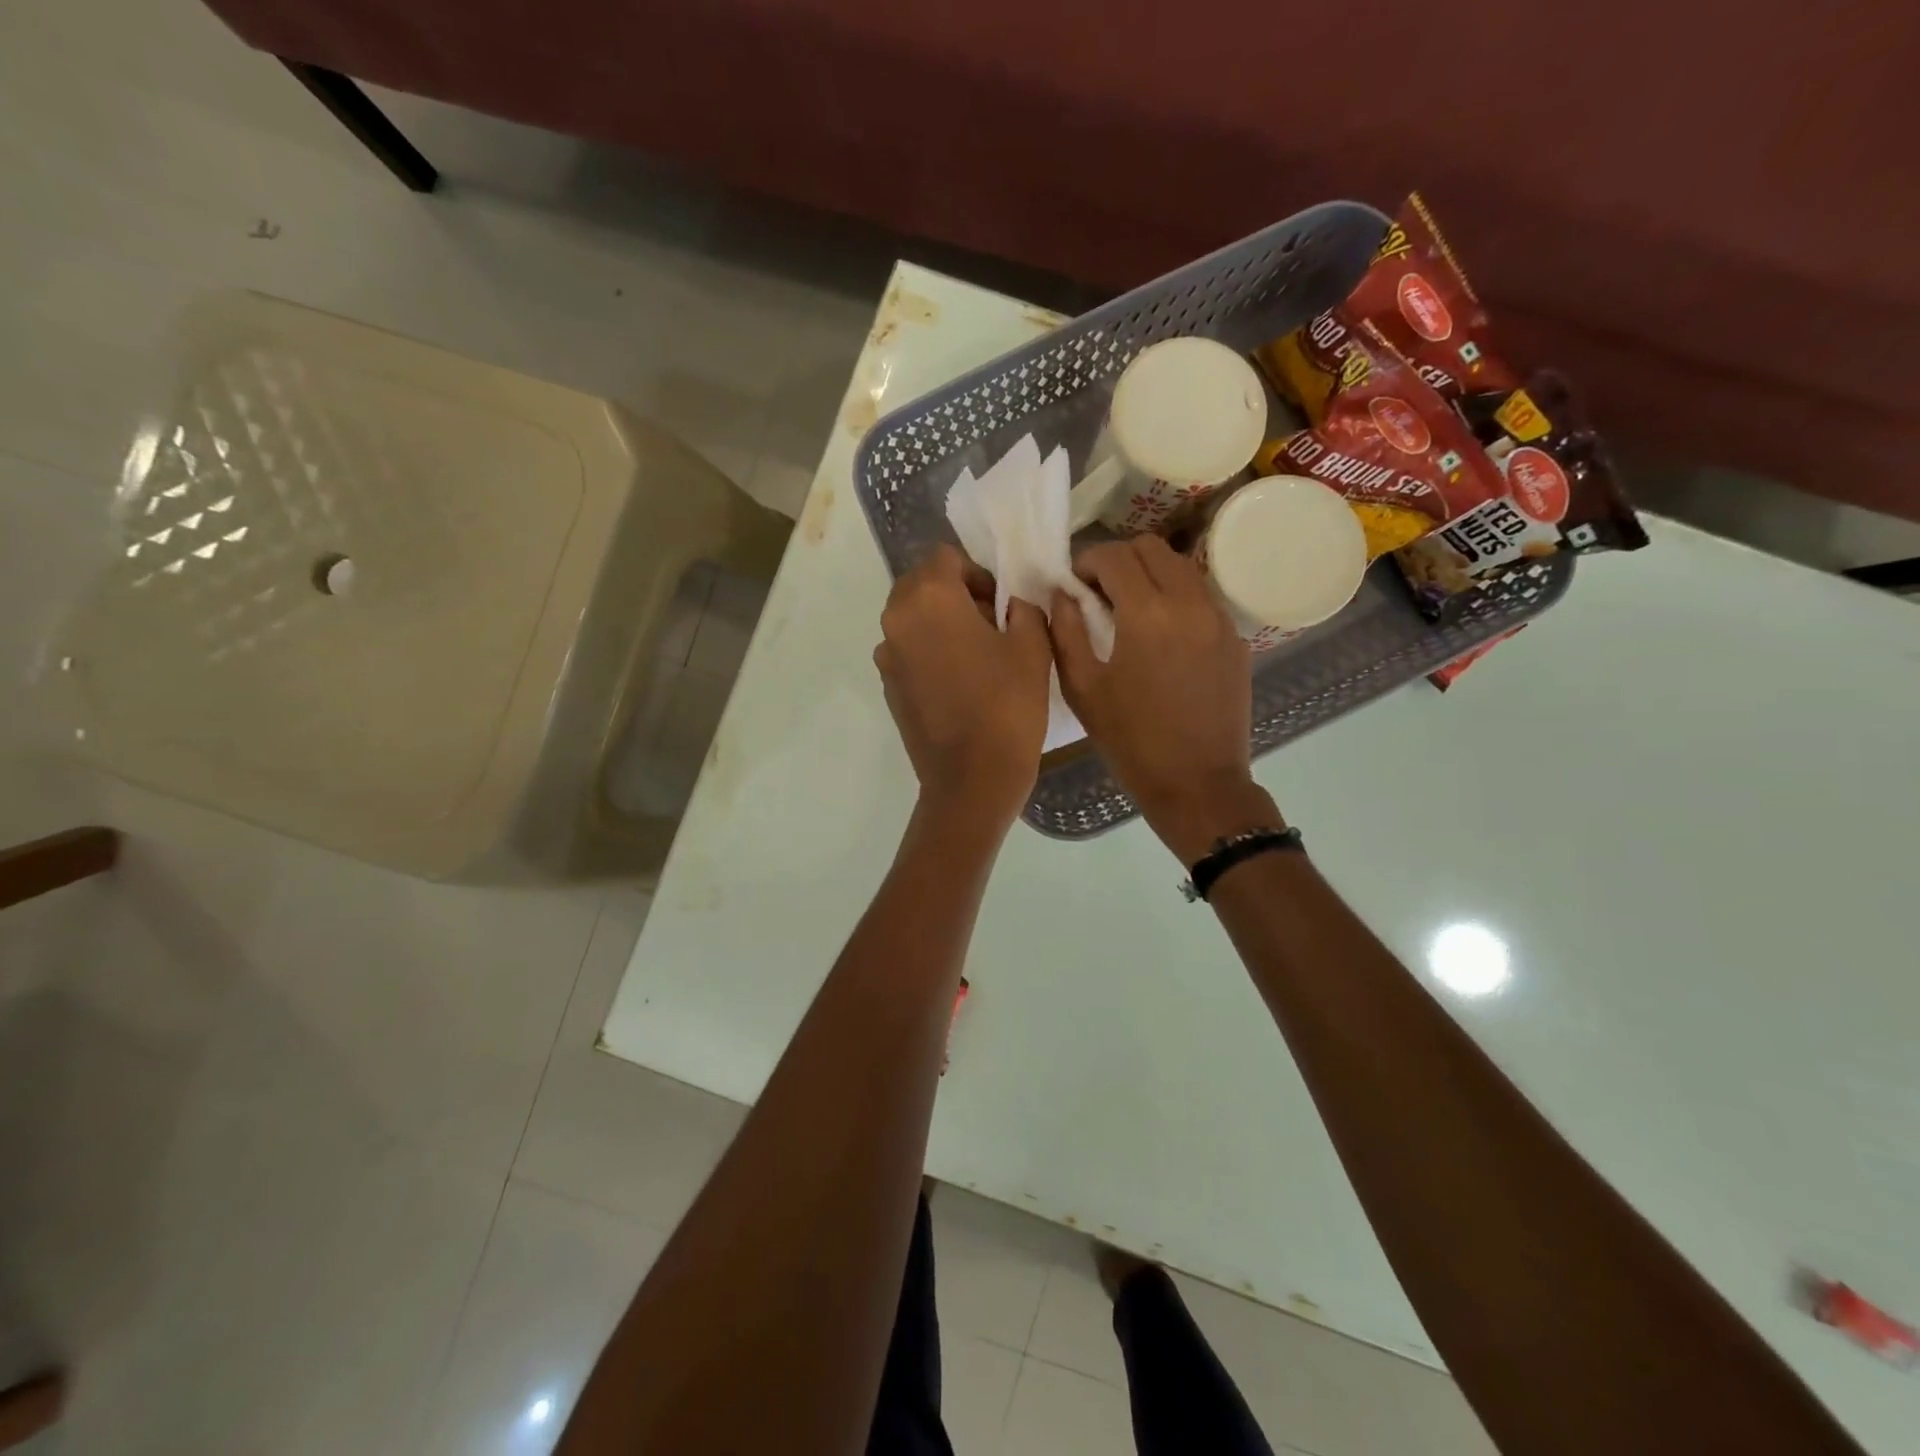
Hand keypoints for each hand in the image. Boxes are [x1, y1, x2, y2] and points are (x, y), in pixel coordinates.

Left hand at [874, 544, 1052, 827]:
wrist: (972, 778)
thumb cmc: (1007, 706)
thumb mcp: (1033, 646)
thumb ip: (1023, 607)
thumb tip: (1011, 604)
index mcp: (929, 598)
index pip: (946, 558)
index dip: (977, 573)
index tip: (1000, 604)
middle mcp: (896, 619)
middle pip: (922, 584)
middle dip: (954, 594)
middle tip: (990, 625)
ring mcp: (886, 655)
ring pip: (912, 618)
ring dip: (940, 623)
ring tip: (975, 656)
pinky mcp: (888, 686)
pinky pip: (907, 650)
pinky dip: (929, 652)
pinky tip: (958, 683)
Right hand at [1050, 537, 1280, 861]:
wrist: (1198, 783)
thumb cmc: (1131, 741)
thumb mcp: (1082, 689)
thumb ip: (1066, 631)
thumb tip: (1063, 594)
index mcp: (1146, 613)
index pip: (1115, 556)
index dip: (1087, 561)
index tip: (1075, 584)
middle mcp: (1189, 602)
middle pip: (1153, 548)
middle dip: (1120, 559)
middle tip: (1100, 591)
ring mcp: (1219, 618)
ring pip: (1182, 567)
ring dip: (1151, 574)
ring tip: (1131, 608)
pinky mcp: (1235, 638)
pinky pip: (1202, 596)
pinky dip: (1177, 597)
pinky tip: (1162, 633)